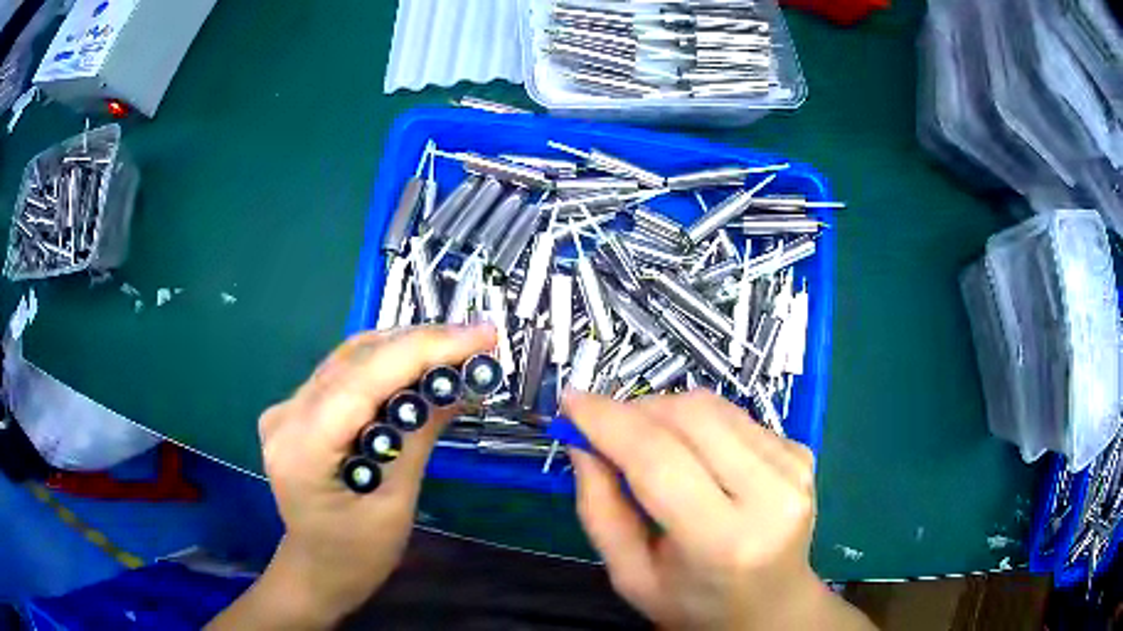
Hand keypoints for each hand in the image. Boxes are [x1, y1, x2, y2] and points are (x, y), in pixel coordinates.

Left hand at [209, 324, 496, 628]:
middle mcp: (285, 415)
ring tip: (456, 349)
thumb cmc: (358, 555)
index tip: (480, 336)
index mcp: (302, 448)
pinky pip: (344, 371)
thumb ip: (417, 438)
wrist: (318, 569)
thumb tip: (457, 384)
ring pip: (350, 357)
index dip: (423, 350)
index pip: (363, 380)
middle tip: (477, 340)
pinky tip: (418, 365)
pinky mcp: (296, 408)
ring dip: (405, 348)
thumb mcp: (395, 504)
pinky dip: (385, 363)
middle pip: (356, 360)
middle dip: (421, 344)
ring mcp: (286, 408)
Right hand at [563, 390, 872, 630]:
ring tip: (647, 445)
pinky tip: (693, 456)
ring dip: (665, 413)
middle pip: (691, 417)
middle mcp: (771, 496)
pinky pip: (734, 416)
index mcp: (724, 542)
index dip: (609, 422)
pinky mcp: (801, 453)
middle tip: (606, 429)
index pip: (659, 461)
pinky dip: (698, 424)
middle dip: (636, 410)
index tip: (571, 402)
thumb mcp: (630, 575)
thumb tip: (583, 439)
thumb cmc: (694, 602)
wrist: (770, 606)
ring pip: (713, 407)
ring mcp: (793, 469)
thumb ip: (599, 508)